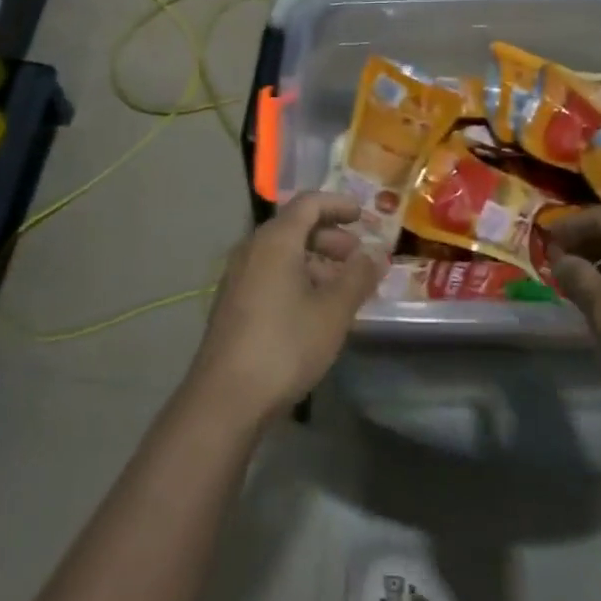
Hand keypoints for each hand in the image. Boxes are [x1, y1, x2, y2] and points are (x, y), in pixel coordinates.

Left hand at [188, 193, 382, 424]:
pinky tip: (314, 308)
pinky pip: (270, 272)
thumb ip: (357, 278)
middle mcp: (252, 248)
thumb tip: (373, 255)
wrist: (226, 396)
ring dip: (314, 260)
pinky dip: (296, 277)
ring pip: (282, 252)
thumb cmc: (285, 345)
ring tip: (342, 287)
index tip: (363, 215)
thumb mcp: (332, 312)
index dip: (337, 204)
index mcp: (275, 240)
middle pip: (294, 226)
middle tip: (356, 257)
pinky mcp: (233, 301)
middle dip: (329, 237)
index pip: (308, 203)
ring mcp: (238, 275)